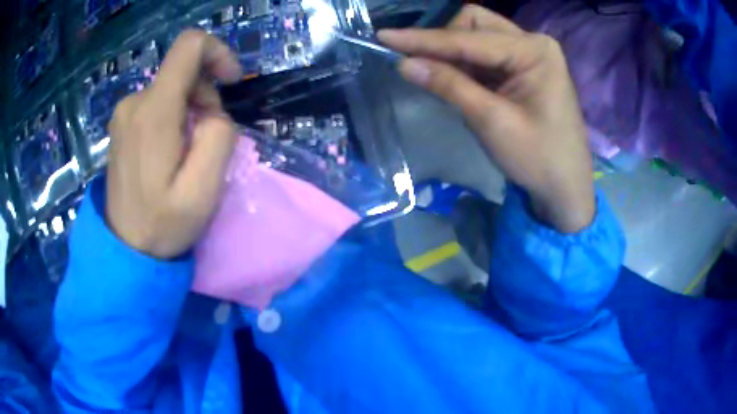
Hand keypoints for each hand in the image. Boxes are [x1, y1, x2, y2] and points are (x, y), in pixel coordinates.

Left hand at [106, 30, 242, 257]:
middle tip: (204, 142)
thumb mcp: (204, 189)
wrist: (125, 249)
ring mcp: (124, 112)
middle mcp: (134, 101)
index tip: (231, 82)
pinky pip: (157, 103)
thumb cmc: (163, 224)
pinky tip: (170, 152)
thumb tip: (212, 113)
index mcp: (154, 111)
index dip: (218, 52)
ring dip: (190, 111)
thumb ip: (219, 136)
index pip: (190, 46)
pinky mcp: (122, 124)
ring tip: (186, 154)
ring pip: (172, 88)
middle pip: (184, 71)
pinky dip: (173, 118)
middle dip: (205, 98)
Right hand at [378, 6, 594, 232]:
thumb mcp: (491, 122)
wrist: (566, 189)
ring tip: (442, 81)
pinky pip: (486, 56)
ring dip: (454, 55)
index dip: (424, 39)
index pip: (469, 38)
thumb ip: (449, 86)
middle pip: (474, 24)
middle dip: (445, 42)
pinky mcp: (525, 69)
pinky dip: (467, 66)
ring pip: (478, 37)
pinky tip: (460, 84)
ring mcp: (531, 54)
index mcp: (534, 50)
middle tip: (426, 68)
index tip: (384, 37)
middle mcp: (533, 43)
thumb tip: (404, 63)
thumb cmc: (538, 159)